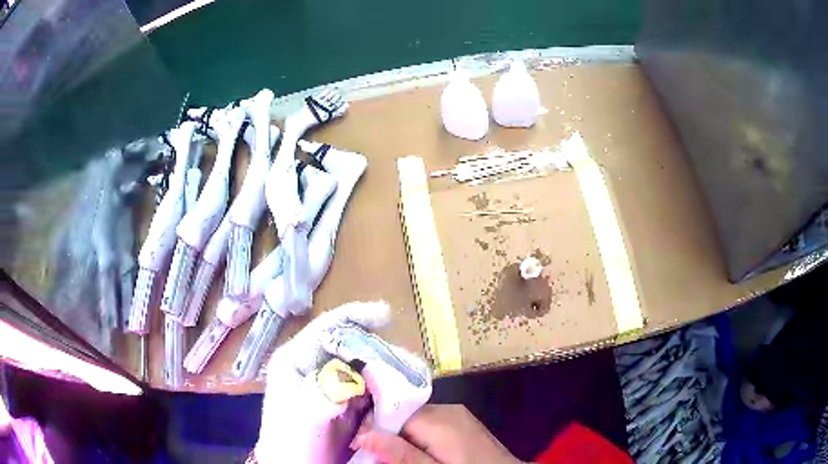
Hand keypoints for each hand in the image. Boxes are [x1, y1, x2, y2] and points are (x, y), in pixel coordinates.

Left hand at [255, 301, 390, 462]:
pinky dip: (385, 388)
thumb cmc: (292, 442)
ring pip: (362, 366)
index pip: (326, 329)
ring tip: (408, 378)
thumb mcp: (301, 418)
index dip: (355, 317)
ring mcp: (329, 384)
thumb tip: (347, 378)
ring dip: (385, 370)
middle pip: (349, 345)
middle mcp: (312, 366)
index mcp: (295, 360)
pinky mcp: (344, 401)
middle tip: (404, 362)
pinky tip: (399, 396)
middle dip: (378, 349)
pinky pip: (369, 386)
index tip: (386, 315)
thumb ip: (319, 395)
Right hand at [352, 405, 522, 463]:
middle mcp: (448, 410)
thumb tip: (364, 435)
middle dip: (386, 432)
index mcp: (439, 420)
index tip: (358, 445)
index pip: (392, 413)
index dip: (372, 428)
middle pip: (403, 415)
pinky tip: (418, 453)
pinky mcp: (462, 423)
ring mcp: (457, 415)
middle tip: (375, 454)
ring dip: (401, 436)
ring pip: (415, 419)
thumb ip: (400, 454)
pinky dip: (418, 436)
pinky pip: (430, 424)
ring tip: (395, 456)